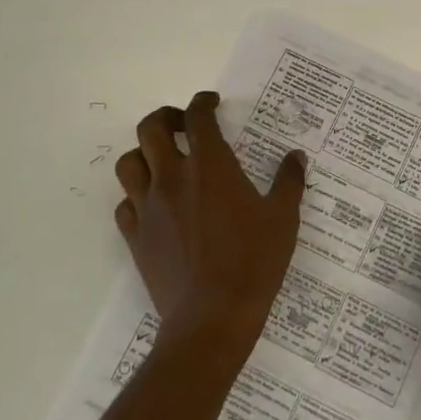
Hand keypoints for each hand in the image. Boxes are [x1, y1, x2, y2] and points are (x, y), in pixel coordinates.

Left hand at [114, 91, 305, 363]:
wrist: (212, 317)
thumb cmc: (253, 261)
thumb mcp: (284, 218)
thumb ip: (289, 181)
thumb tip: (296, 156)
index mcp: (210, 166)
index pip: (198, 117)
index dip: (203, 102)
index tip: (211, 102)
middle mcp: (172, 177)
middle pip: (151, 128)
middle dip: (166, 117)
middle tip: (183, 125)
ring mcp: (149, 207)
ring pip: (129, 163)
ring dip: (144, 154)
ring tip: (163, 161)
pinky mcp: (136, 237)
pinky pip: (124, 204)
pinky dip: (136, 196)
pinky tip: (154, 205)